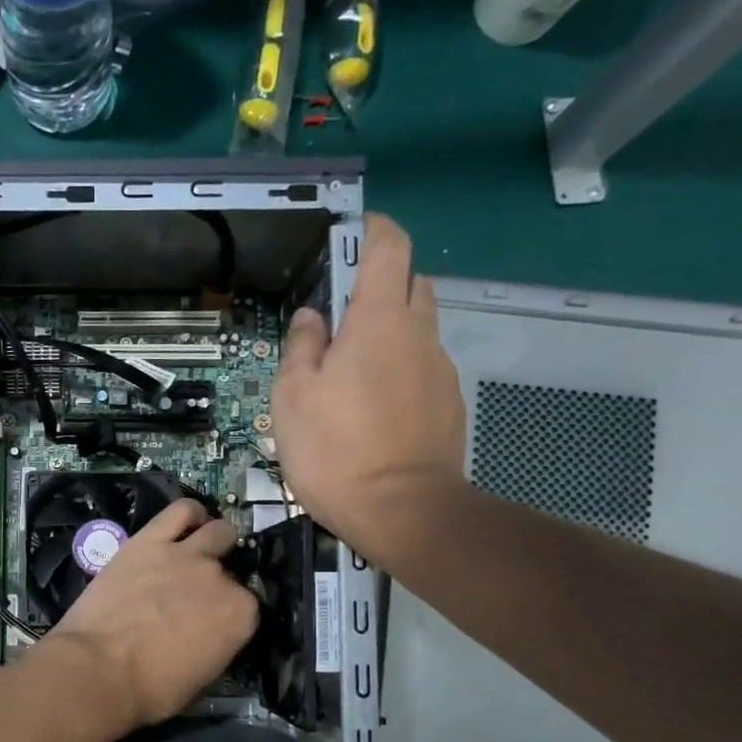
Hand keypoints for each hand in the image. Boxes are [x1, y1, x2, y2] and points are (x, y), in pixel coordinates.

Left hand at [44, 499, 258, 733]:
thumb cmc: (150, 689)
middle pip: (230, 567)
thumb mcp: (201, 680)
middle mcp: (221, 578)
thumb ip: (218, 645)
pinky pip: (180, 511)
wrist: (98, 669)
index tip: (214, 621)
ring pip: (217, 530)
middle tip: (196, 592)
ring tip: (199, 549)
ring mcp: (186, 554)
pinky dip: (189, 514)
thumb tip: (213, 635)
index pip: (248, 605)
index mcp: (241, 616)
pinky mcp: (150, 540)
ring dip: (214, 539)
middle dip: (219, 578)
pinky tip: (187, 522)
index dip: (230, 612)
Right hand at [271, 213, 466, 559]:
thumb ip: (301, 347)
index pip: (389, 247)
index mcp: (379, 321)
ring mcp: (441, 371)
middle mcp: (419, 334)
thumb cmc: (335, 448)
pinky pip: (423, 369)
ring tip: (352, 375)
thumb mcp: (292, 396)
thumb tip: (312, 319)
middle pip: (411, 284)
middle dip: (381, 285)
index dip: (373, 229)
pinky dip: (401, 372)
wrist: (402, 512)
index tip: (352, 233)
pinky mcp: (449, 405)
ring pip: (418, 330)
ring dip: (390, 334)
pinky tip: (375, 411)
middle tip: (342, 318)